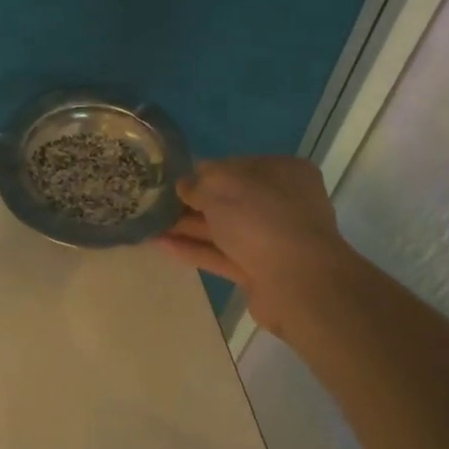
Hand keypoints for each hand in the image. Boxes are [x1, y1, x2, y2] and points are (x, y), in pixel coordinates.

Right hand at [158, 156, 354, 336]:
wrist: (298, 283)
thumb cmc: (261, 219)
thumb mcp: (221, 187)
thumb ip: (197, 183)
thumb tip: (184, 185)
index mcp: (282, 172)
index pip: (236, 166)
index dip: (203, 172)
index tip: (172, 180)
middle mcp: (281, 203)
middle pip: (229, 199)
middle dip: (192, 202)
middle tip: (155, 204)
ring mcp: (272, 239)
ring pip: (223, 229)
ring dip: (188, 227)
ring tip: (150, 225)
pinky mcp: (259, 270)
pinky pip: (221, 255)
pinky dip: (194, 250)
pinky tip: (163, 245)